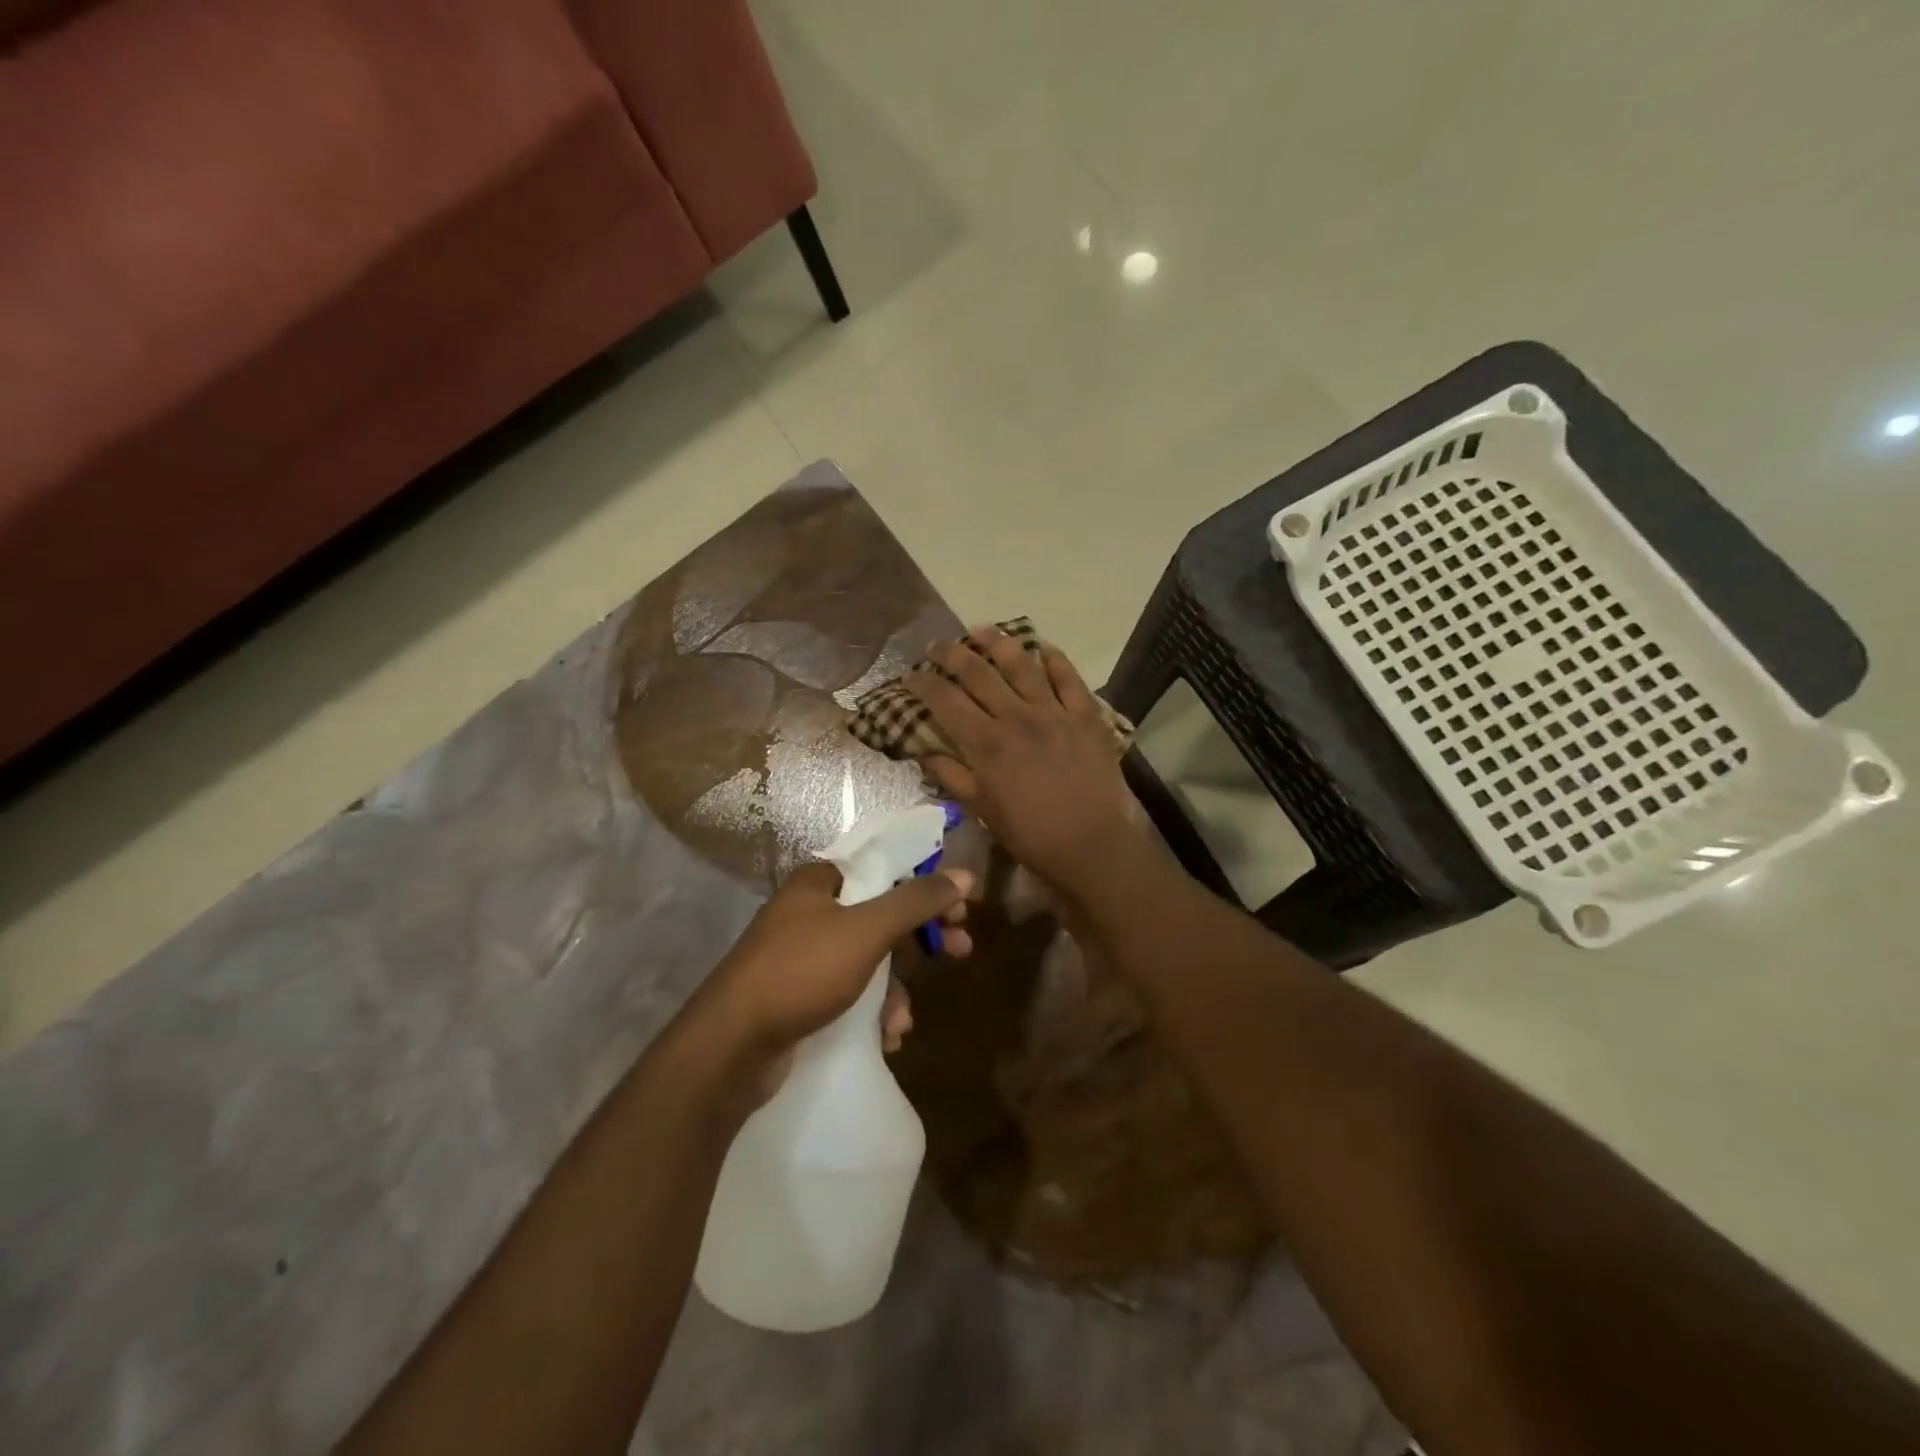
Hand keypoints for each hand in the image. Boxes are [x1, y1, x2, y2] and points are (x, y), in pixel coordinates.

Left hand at [693, 860, 975, 1101]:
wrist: (731, 1047)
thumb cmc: (801, 972)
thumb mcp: (866, 931)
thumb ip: (916, 901)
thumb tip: (965, 873)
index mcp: (821, 882)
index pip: (886, 867)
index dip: (927, 882)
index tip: (961, 907)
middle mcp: (811, 911)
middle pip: (883, 913)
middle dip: (921, 939)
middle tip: (960, 951)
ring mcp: (803, 955)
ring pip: (870, 960)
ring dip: (896, 990)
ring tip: (902, 1023)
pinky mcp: (800, 995)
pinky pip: (851, 992)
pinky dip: (872, 1012)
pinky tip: (883, 1038)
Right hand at [904, 627, 1152, 904]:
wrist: (1093, 846)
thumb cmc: (1032, 835)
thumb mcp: (983, 812)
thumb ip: (953, 778)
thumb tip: (925, 752)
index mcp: (987, 743)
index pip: (946, 701)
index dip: (924, 683)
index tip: (911, 675)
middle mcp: (1017, 717)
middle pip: (978, 673)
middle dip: (952, 654)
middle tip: (937, 646)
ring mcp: (1054, 712)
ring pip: (1021, 664)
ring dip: (997, 642)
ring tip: (981, 629)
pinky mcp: (1086, 715)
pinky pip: (1068, 677)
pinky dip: (1053, 658)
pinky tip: (1042, 648)